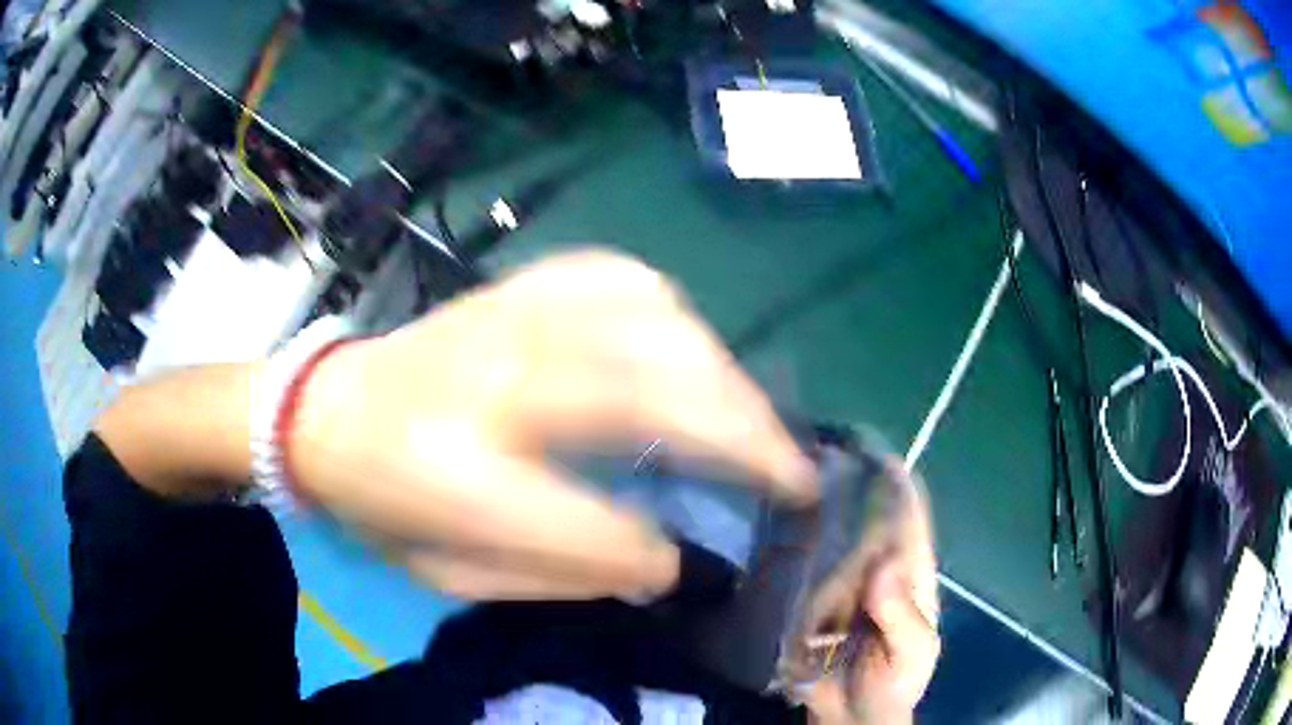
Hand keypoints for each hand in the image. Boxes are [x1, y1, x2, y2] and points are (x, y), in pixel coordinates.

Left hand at [288, 250, 817, 600]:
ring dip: (727, 379)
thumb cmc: (382, 501)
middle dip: (746, 442)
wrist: (326, 409)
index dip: (649, 554)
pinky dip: (678, 317)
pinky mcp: (524, 284)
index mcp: (455, 472)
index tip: (686, 564)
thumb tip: (659, 561)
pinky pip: (626, 280)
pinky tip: (693, 350)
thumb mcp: (450, 573)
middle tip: (797, 479)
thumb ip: (557, 573)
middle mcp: (495, 379)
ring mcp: (513, 316)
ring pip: (659, 327)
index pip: (590, 525)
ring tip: (756, 426)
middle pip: (654, 396)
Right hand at [799, 461, 939, 723]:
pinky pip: (802, 566)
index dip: (896, 481)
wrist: (851, 718)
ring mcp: (842, 583)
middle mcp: (877, 568)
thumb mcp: (912, 656)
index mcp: (911, 574)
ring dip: (815, 510)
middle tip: (813, 456)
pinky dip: (790, 544)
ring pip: (831, 536)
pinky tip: (768, 526)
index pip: (909, 517)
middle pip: (866, 518)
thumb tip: (885, 565)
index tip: (868, 449)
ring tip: (786, 479)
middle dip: (846, 487)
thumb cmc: (893, 684)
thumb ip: (903, 618)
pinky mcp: (810, 601)